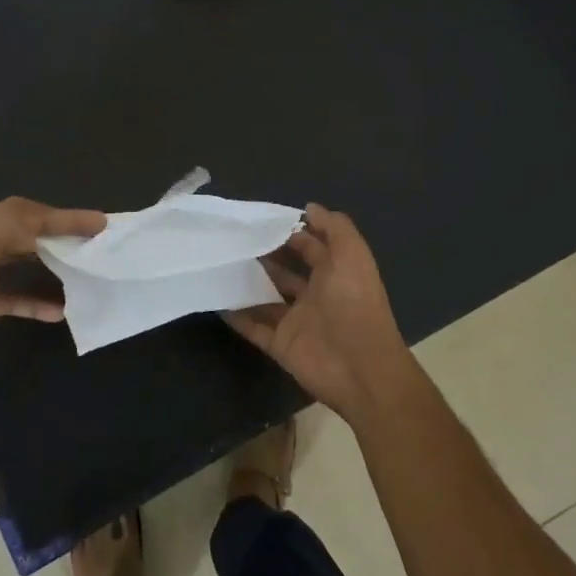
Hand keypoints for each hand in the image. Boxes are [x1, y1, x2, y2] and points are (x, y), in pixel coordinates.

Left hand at [0, 197, 104, 402]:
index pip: (28, 212)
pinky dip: (37, 299)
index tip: (101, 223)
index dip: (65, 215)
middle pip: (27, 231)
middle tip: (96, 242)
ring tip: (83, 270)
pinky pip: (15, 294)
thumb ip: (8, 227)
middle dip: (61, 233)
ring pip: (23, 261)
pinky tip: (58, 310)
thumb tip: (45, 219)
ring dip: (53, 263)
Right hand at [225, 204, 418, 423]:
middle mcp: (316, 296)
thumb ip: (334, 227)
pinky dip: (236, 316)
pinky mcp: (280, 344)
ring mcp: (297, 321)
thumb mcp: (352, 255)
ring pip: (266, 298)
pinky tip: (216, 299)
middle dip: (264, 256)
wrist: (359, 368)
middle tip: (234, 238)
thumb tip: (309, 207)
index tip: (261, 220)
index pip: (311, 247)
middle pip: (285, 272)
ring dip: (247, 283)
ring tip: (219, 263)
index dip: (291, 232)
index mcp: (335, 274)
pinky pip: (253, 327)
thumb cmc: (354, 304)